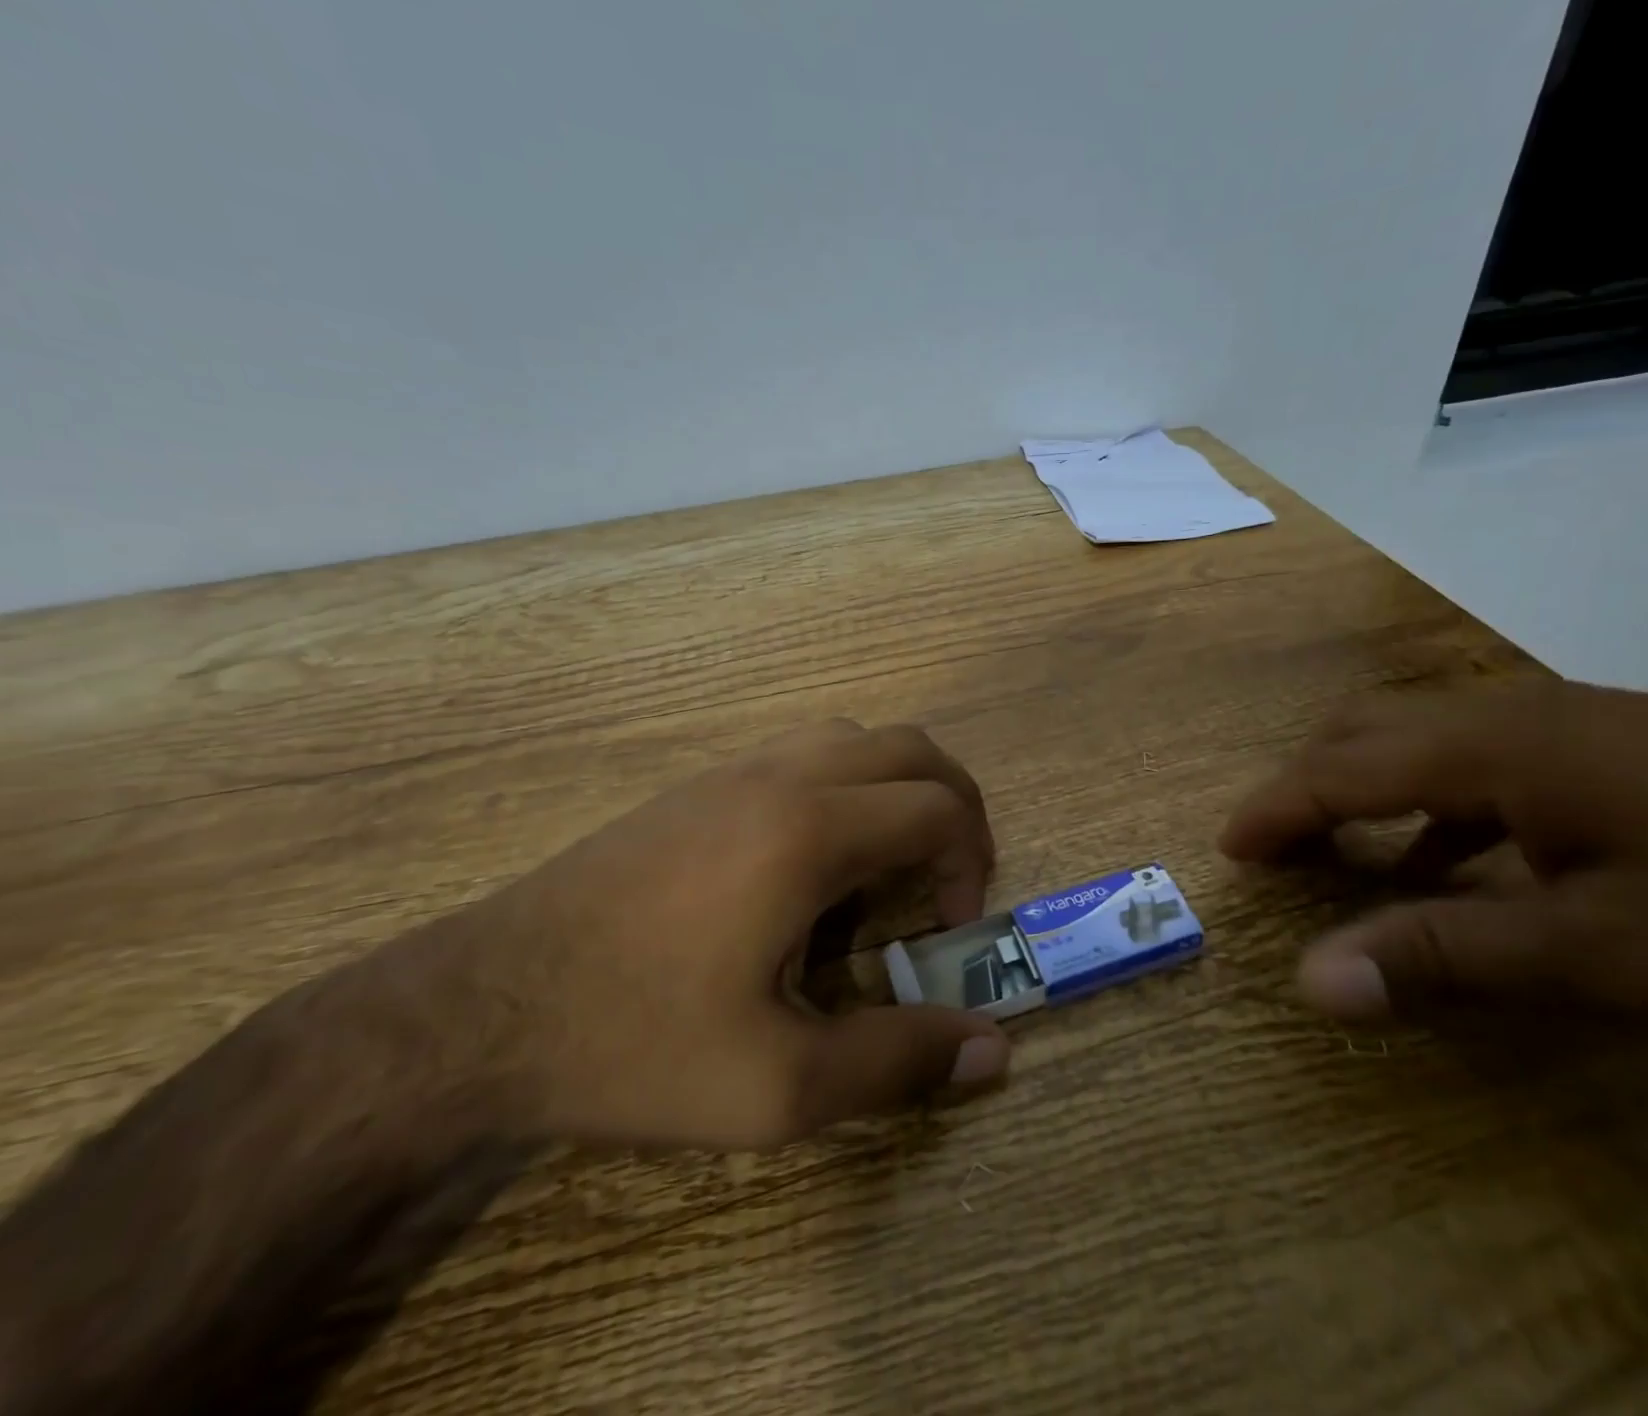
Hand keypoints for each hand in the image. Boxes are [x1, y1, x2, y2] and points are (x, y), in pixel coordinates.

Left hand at [373, 720, 1010, 1149]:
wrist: (475, 1010)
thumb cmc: (634, 1043)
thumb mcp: (778, 1085)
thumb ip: (898, 1062)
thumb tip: (994, 1052)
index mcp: (809, 832)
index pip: (938, 807)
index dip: (969, 862)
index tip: (947, 929)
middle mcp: (780, 777)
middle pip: (909, 748)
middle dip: (953, 805)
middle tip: (944, 881)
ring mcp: (732, 771)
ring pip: (853, 739)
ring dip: (895, 789)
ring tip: (883, 869)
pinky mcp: (696, 785)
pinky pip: (801, 754)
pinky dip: (844, 787)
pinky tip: (811, 864)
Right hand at [1222, 682, 1647, 1037]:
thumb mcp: (1600, 953)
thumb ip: (1443, 956)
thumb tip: (1311, 981)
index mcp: (1492, 747)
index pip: (1341, 770)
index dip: (1275, 810)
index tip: (1228, 850)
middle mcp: (1509, 713)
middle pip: (1366, 731)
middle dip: (1306, 786)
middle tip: (1276, 849)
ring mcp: (1562, 721)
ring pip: (1419, 736)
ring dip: (1365, 787)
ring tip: (1344, 852)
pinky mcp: (1604, 741)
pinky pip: (1477, 757)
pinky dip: (1432, 802)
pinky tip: (1457, 857)